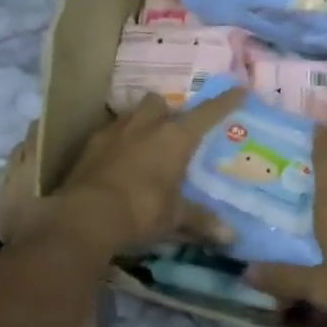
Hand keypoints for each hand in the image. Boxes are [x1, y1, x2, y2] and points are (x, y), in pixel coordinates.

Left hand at [41, 90, 244, 255]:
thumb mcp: (175, 217)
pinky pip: (109, 132)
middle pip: (160, 102)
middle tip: (172, 130)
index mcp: (175, 137)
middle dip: (167, 111)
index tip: (239, 90)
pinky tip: (118, 160)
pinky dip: (117, 141)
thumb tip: (231, 236)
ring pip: (132, 112)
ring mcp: (115, 131)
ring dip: (141, 122)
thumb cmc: (142, 211)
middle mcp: (147, 125)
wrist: (86, 215)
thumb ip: (201, 221)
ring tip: (144, 142)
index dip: (225, 102)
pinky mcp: (91, 143)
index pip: (207, 113)